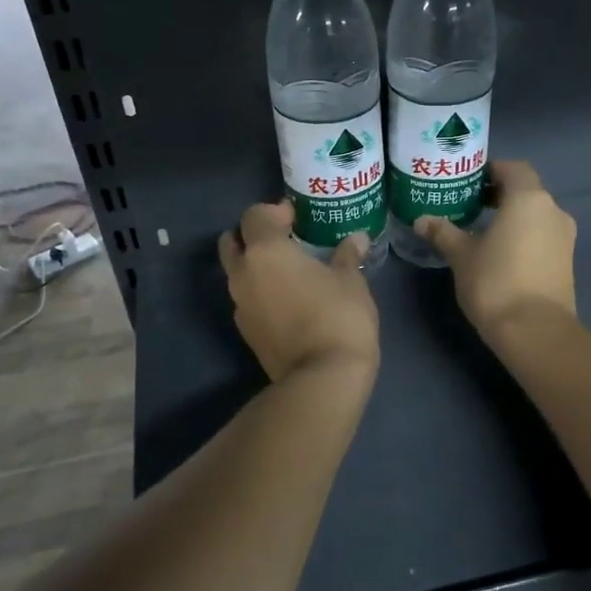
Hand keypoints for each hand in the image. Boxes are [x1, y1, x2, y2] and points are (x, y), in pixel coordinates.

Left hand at [218, 203, 379, 381]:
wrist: (322, 378)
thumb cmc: (339, 317)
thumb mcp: (351, 281)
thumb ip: (347, 256)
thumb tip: (357, 239)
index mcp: (265, 252)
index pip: (254, 216)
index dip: (273, 211)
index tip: (296, 217)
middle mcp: (243, 275)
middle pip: (233, 243)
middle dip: (253, 236)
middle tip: (284, 240)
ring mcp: (240, 306)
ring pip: (237, 274)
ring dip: (255, 266)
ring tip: (289, 271)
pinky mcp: (246, 333)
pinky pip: (247, 300)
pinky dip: (261, 292)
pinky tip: (288, 300)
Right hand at [416, 161, 576, 345]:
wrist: (536, 331)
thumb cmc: (495, 282)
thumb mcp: (461, 255)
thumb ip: (443, 233)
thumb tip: (422, 220)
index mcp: (529, 199)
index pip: (513, 168)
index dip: (490, 170)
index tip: (468, 182)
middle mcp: (553, 211)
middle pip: (526, 191)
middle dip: (499, 194)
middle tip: (469, 205)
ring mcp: (565, 237)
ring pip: (535, 215)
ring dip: (512, 217)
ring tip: (482, 231)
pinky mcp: (566, 262)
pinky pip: (542, 237)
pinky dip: (524, 236)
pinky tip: (501, 254)